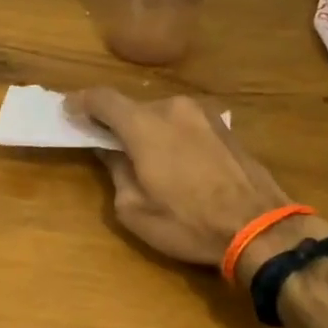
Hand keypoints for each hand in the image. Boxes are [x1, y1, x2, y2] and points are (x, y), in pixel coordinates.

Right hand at [68, 89, 321, 278]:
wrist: (260, 228)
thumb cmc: (188, 223)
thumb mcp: (135, 210)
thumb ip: (116, 172)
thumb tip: (111, 152)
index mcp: (144, 125)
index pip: (102, 99)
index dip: (80, 102)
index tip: (68, 111)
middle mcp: (172, 108)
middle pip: (133, 107)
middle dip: (116, 124)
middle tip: (108, 147)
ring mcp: (202, 113)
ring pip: (161, 114)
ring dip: (147, 130)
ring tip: (147, 160)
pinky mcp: (224, 126)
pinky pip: (184, 123)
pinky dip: (171, 134)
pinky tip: (177, 162)